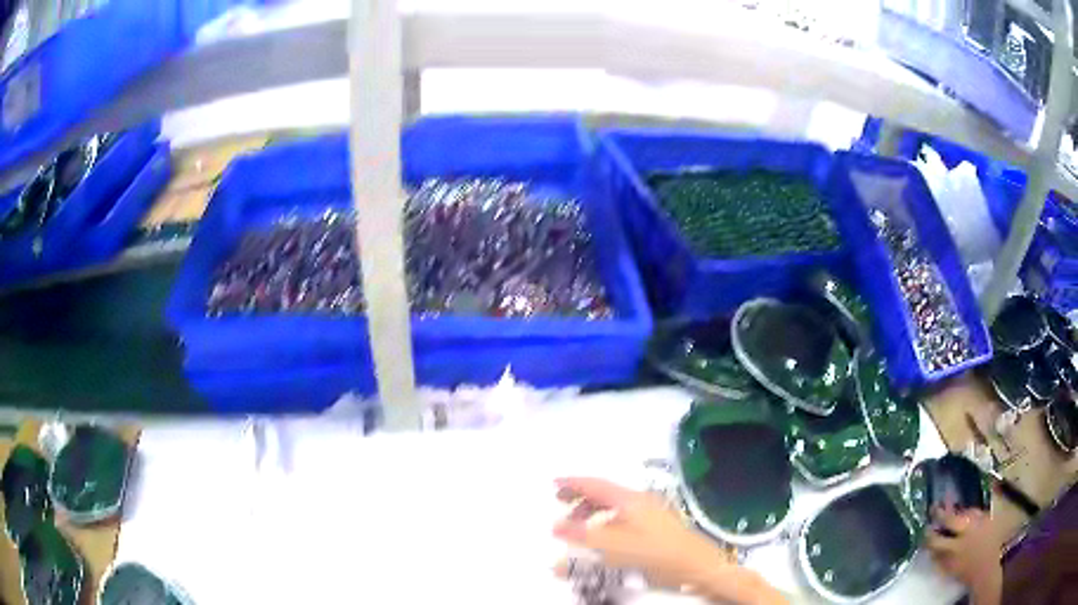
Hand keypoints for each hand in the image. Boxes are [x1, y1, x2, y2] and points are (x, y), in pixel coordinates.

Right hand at [552, 477, 784, 604]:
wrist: (697, 565)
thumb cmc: (656, 553)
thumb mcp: (615, 547)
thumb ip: (584, 536)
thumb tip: (555, 526)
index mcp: (630, 500)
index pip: (596, 485)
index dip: (573, 483)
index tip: (553, 483)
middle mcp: (640, 501)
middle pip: (605, 493)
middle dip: (581, 497)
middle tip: (561, 504)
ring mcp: (651, 512)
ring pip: (614, 506)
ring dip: (593, 513)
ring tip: (578, 527)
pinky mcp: (656, 525)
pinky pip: (623, 517)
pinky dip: (606, 522)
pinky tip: (604, 538)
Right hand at [925, 506, 1001, 604]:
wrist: (988, 567)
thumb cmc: (966, 571)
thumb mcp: (950, 568)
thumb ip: (940, 558)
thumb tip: (930, 548)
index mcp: (954, 549)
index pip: (936, 539)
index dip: (928, 534)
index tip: (923, 529)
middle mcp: (966, 531)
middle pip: (951, 518)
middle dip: (941, 513)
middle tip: (934, 507)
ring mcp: (979, 521)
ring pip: (964, 512)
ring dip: (956, 512)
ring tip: (951, 511)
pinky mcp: (988, 517)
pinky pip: (975, 511)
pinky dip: (969, 513)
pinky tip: (966, 515)